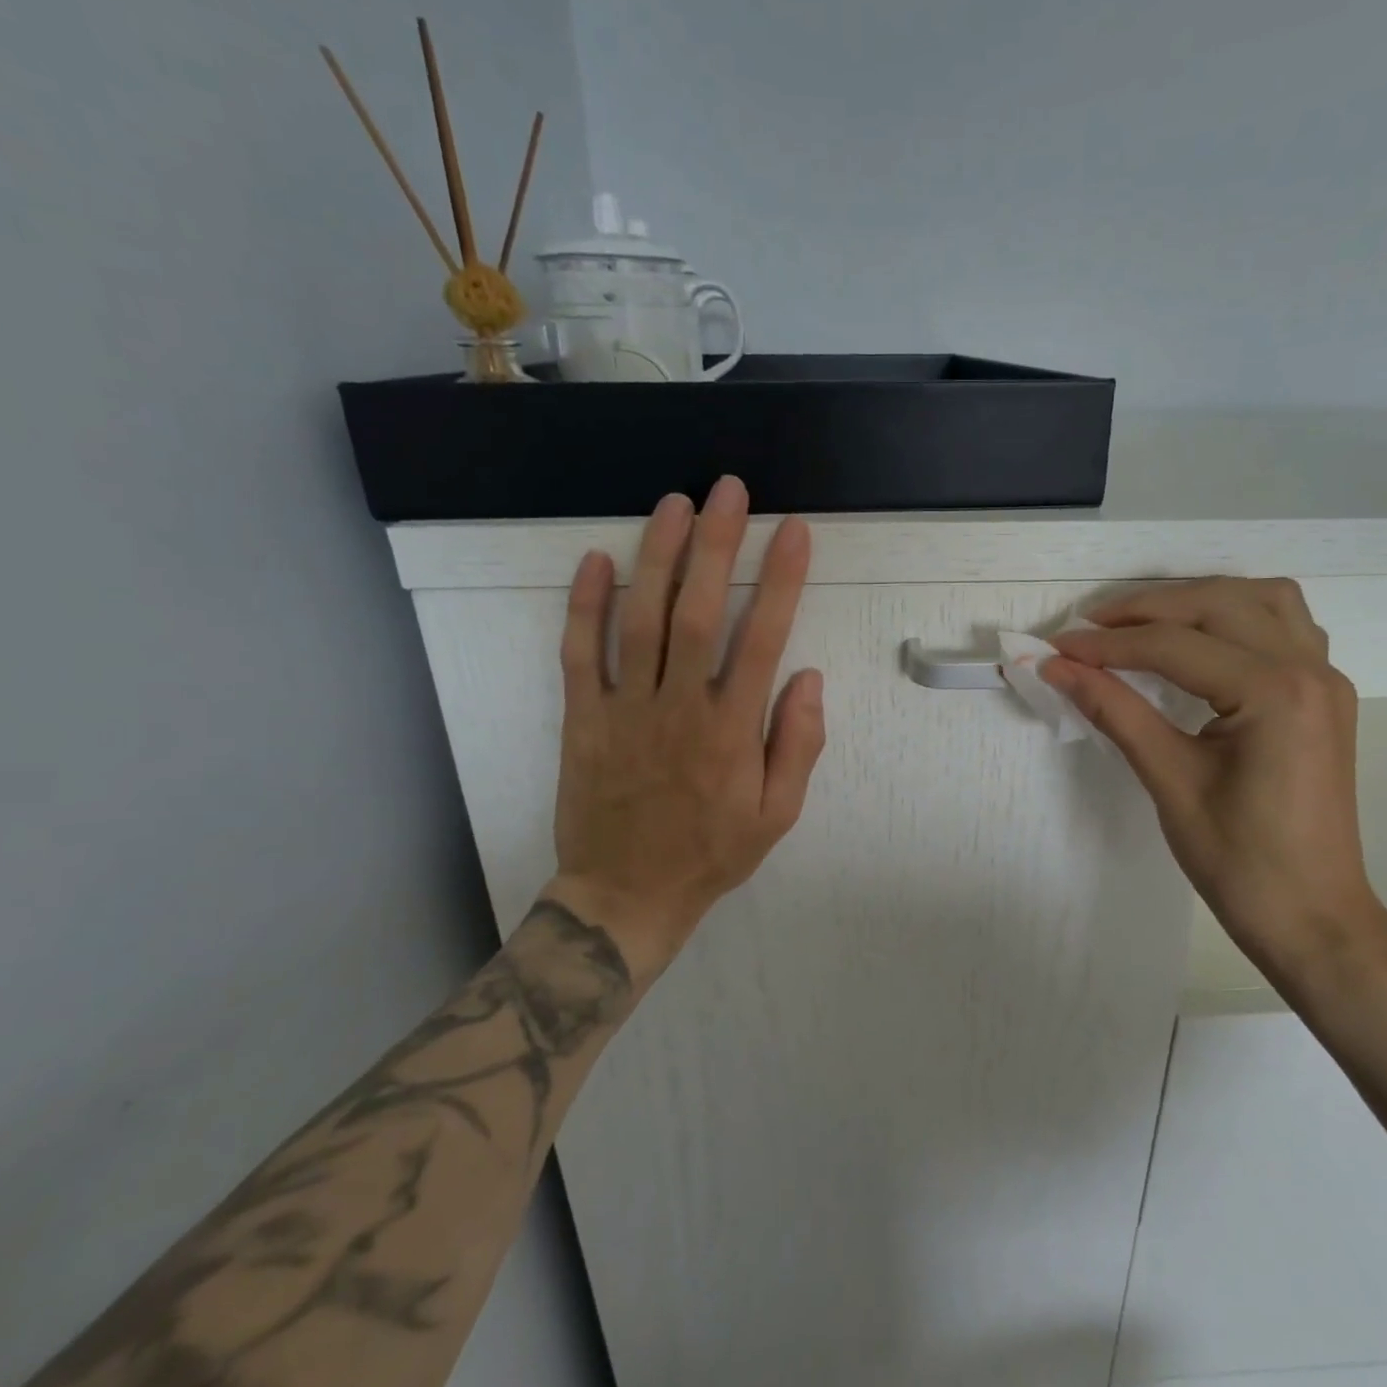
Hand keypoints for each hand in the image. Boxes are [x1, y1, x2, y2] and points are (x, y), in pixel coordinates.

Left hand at [543, 477, 825, 981]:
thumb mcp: (778, 814)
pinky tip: (598, 560)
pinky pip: (579, 655)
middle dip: (716, 545)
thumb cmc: (712, 853)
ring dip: (658, 557)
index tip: (793, 532)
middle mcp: (678, 708)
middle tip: (728, 490)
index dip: (780, 580)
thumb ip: (798, 744)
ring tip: (675, 504)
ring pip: (638, 620)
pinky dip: (585, 606)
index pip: (761, 638)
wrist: (626, 896)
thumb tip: (807, 677)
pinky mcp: (583, 719)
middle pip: (696, 612)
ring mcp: (624, 710)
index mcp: (731, 730)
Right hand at [1044, 578, 1386, 981]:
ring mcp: (1326, 678)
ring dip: (1199, 599)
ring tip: (1144, 623)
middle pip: (1217, 604)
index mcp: (1274, 693)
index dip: (1108, 645)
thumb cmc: (1239, 862)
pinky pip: (1286, 624)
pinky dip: (1238, 615)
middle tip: (1090, 628)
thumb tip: (1057, 668)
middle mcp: (1309, 669)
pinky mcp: (1325, 694)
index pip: (1175, 646)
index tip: (1057, 648)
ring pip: (1262, 598)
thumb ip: (1115, 711)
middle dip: (1147, 609)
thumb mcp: (1169, 781)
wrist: (1314, 918)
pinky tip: (1204, 638)